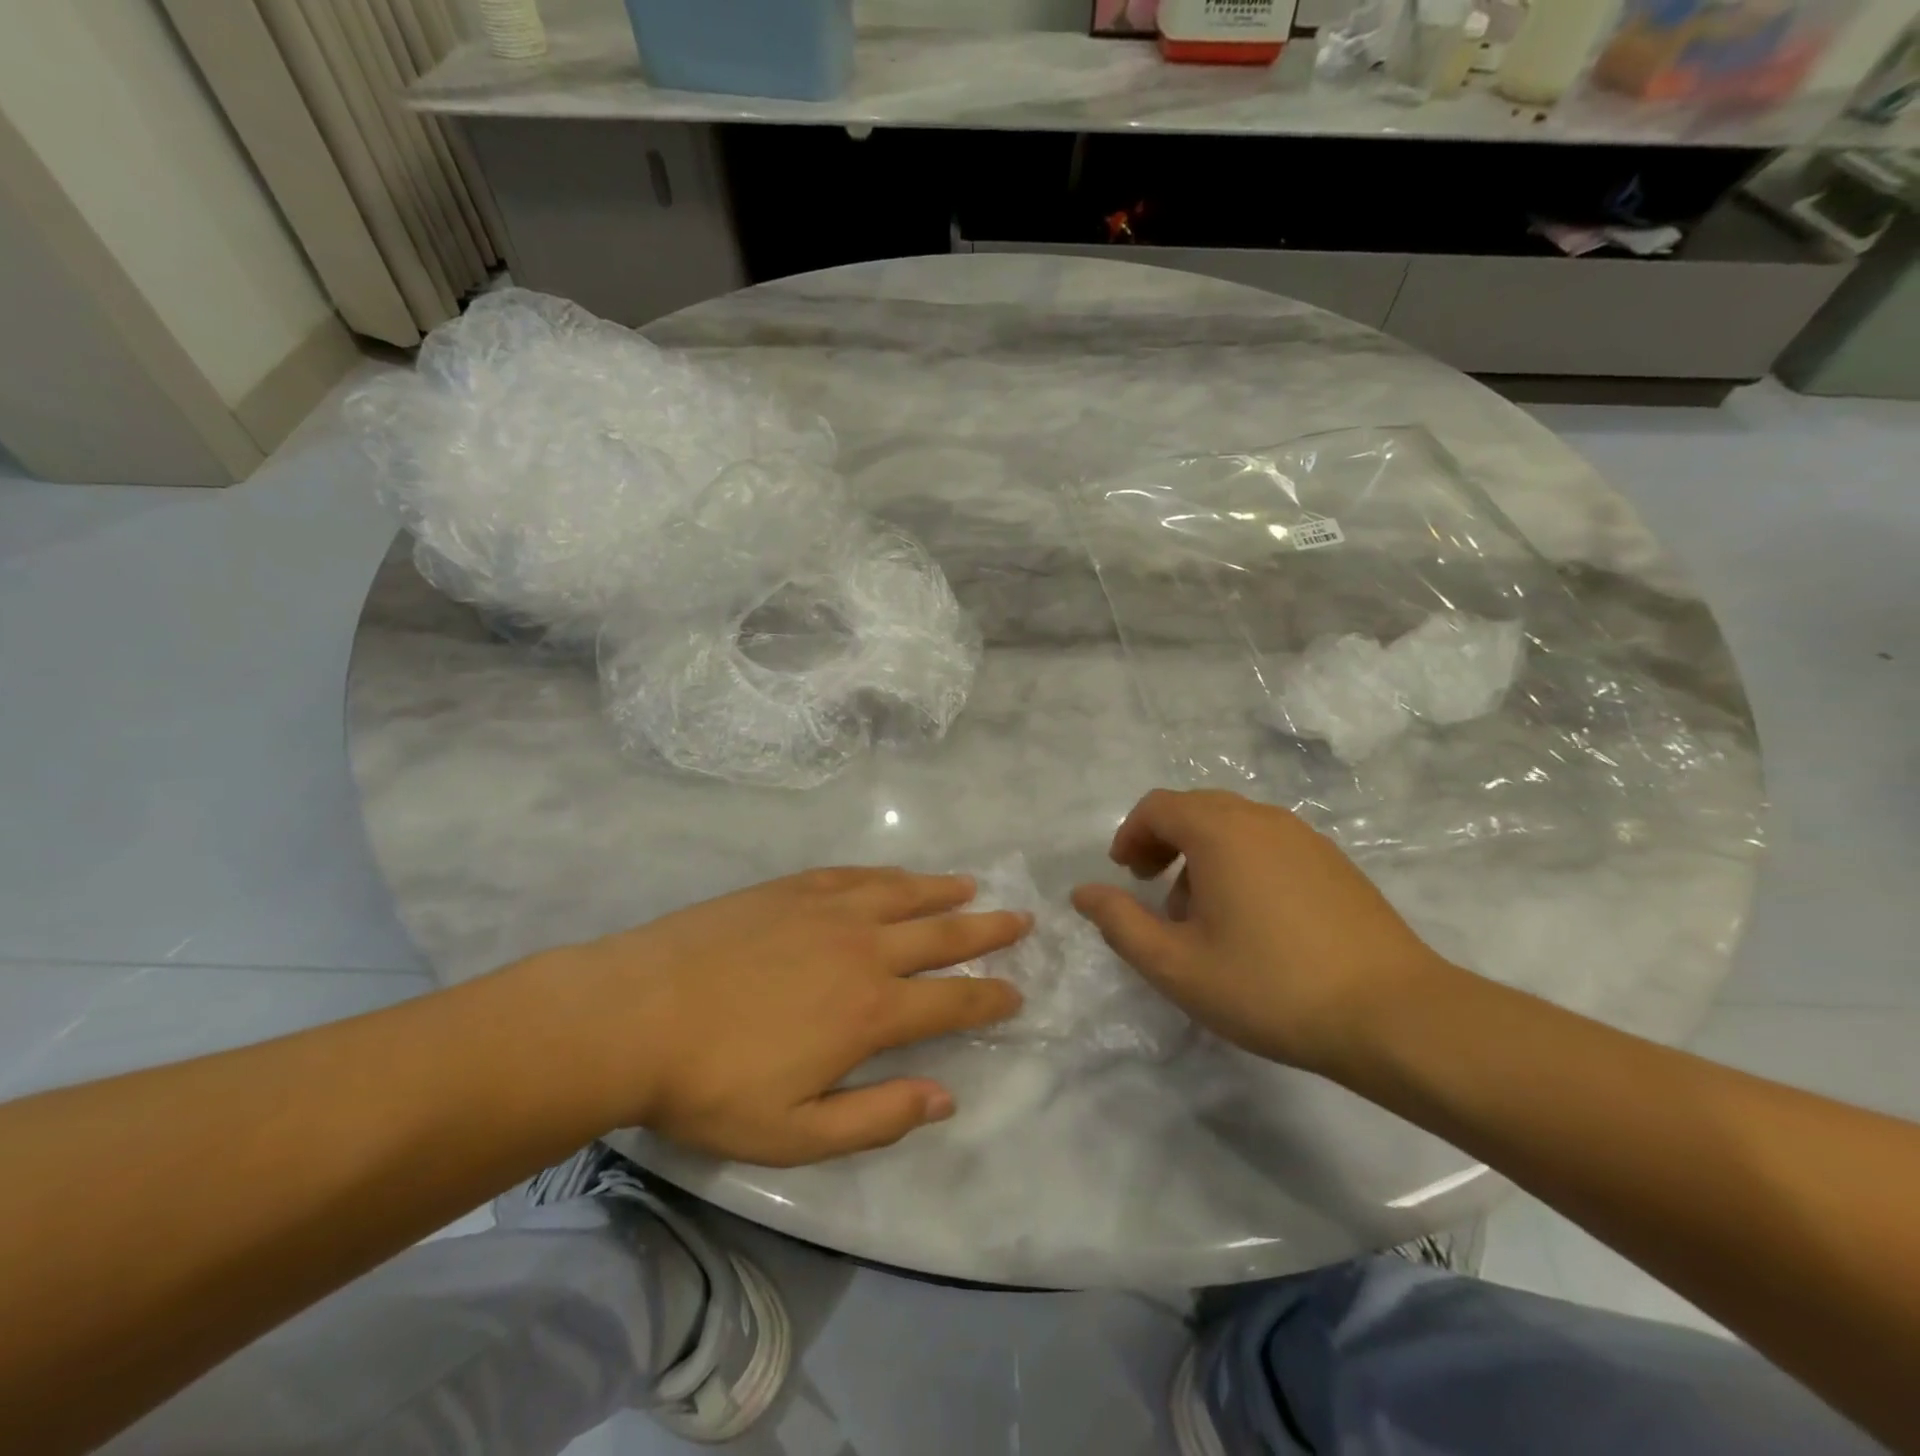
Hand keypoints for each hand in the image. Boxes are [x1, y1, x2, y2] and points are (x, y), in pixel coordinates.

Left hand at [525, 869, 1027, 1166]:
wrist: (633, 1014)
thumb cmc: (712, 1084)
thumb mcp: (796, 1132)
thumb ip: (878, 1116)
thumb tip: (946, 1098)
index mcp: (871, 1009)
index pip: (952, 999)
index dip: (990, 997)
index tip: (1016, 992)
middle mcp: (864, 948)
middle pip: (942, 933)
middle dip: (987, 930)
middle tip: (1020, 920)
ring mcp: (828, 910)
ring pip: (904, 893)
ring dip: (944, 891)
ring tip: (973, 886)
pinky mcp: (792, 888)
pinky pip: (856, 874)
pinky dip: (887, 875)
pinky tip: (898, 875)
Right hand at [1071, 790, 1449, 1075]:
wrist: (1394, 1015)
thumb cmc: (1269, 986)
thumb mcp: (1176, 965)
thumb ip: (1120, 923)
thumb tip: (1082, 893)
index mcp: (1220, 831)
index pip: (1159, 807)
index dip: (1131, 835)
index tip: (1125, 875)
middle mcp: (1262, 819)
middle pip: (1196, 808)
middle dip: (1164, 841)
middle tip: (1151, 887)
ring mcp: (1305, 838)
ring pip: (1235, 826)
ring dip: (1202, 853)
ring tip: (1200, 912)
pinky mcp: (1335, 863)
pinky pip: (1269, 844)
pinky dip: (1241, 862)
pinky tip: (1252, 919)